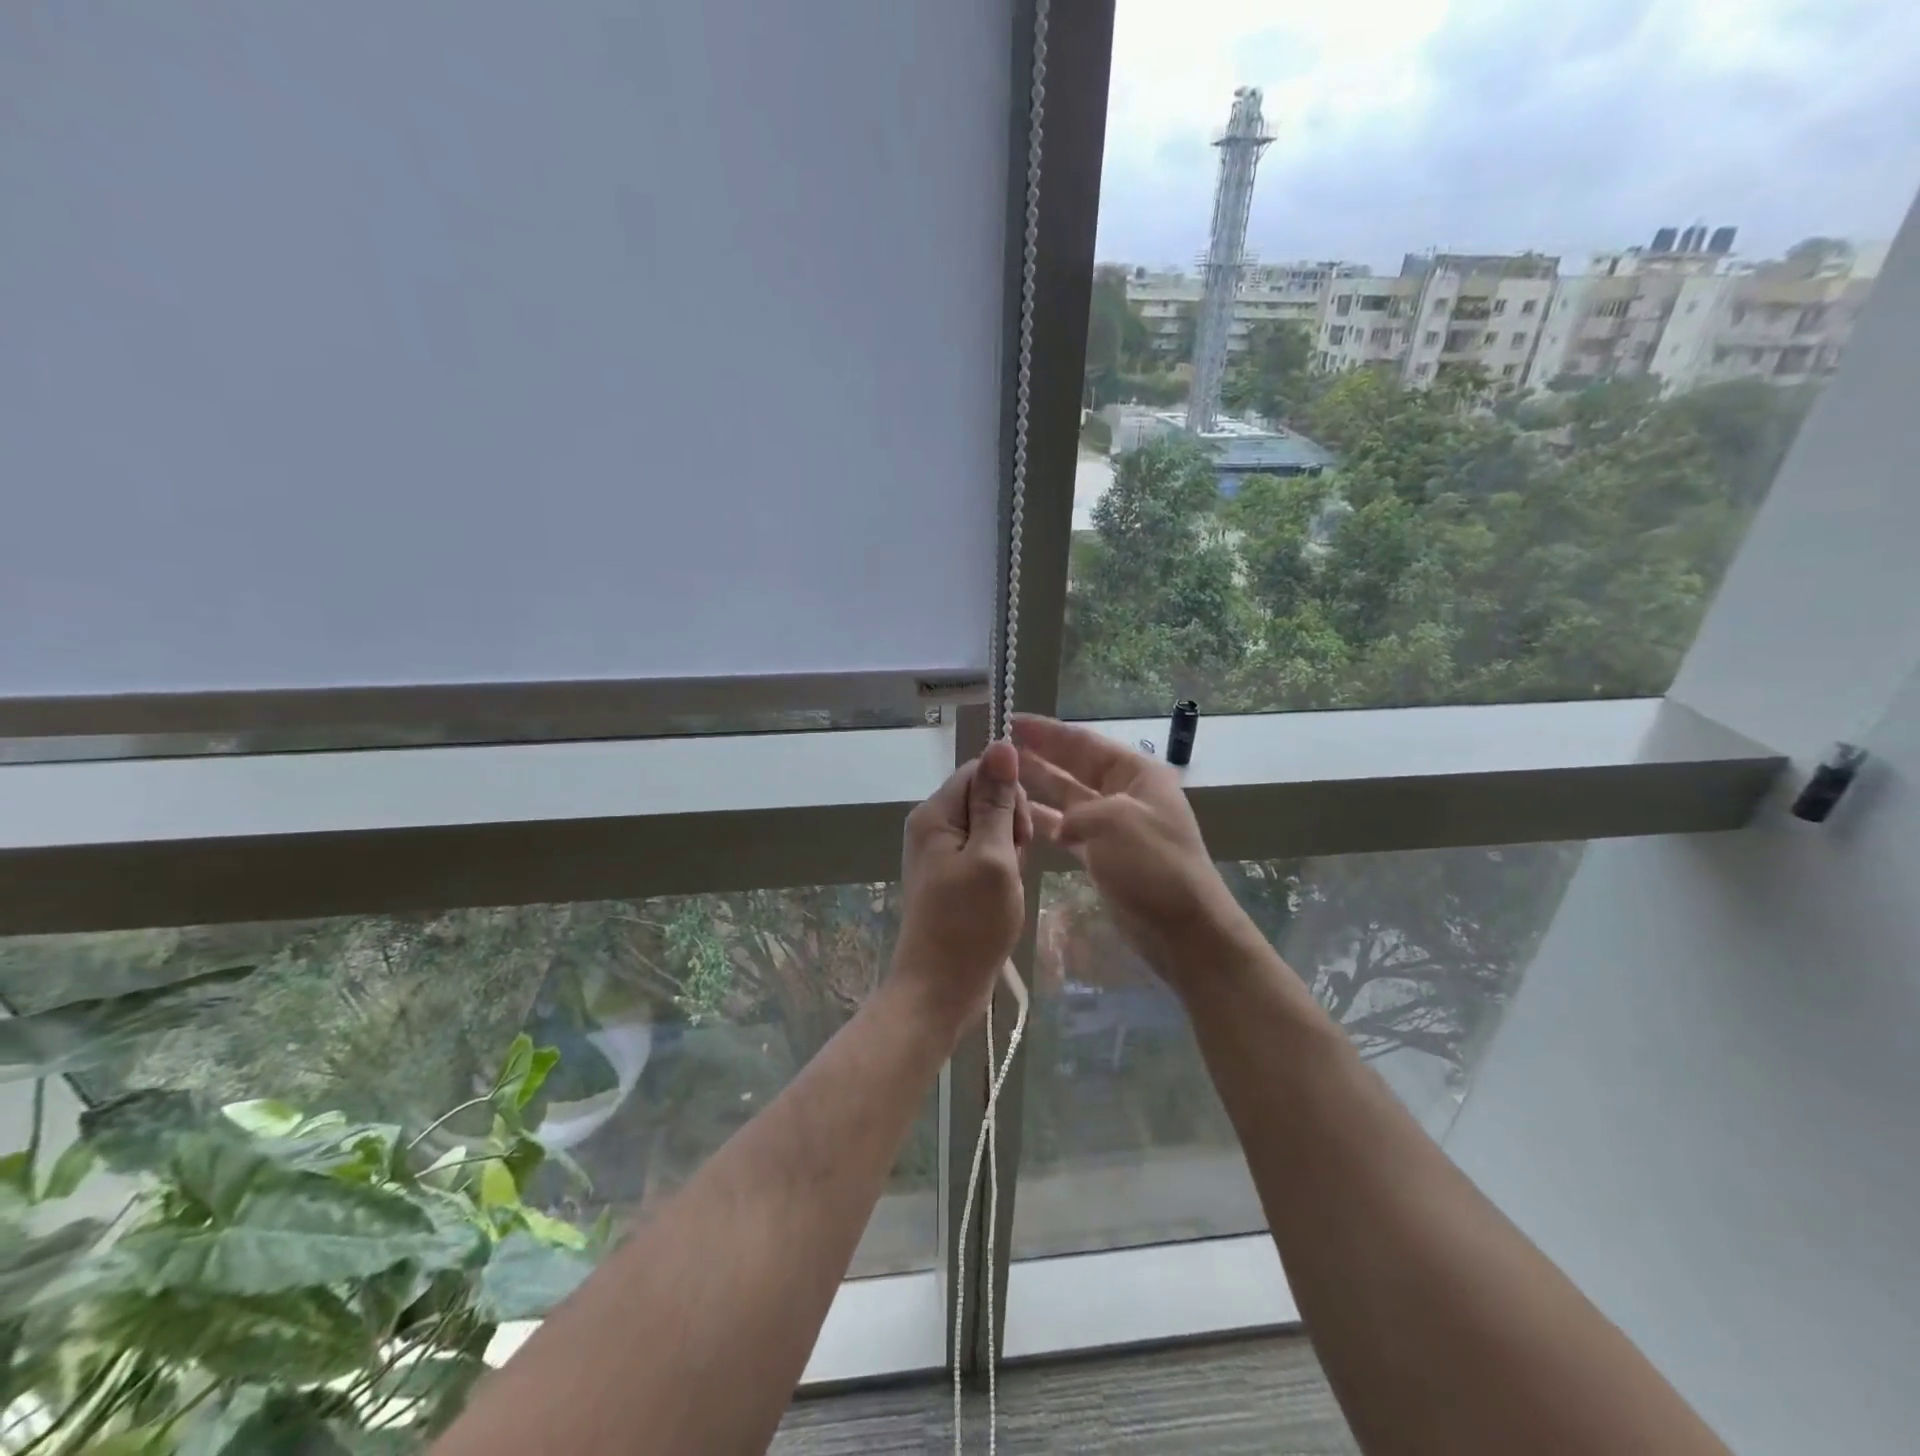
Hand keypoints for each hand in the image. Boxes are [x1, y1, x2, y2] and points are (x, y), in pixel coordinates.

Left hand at [891, 740, 1030, 1035]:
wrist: (940, 989)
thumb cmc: (969, 924)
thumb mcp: (992, 857)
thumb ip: (997, 801)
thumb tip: (1001, 743)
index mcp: (935, 814)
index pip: (981, 772)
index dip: (1010, 795)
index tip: (1020, 834)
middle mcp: (933, 825)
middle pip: (985, 797)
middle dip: (1011, 824)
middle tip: (1014, 863)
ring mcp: (941, 852)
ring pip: (990, 826)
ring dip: (1009, 848)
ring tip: (1008, 883)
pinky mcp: (952, 874)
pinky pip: (985, 851)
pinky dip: (1002, 866)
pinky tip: (1004, 892)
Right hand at [1012, 714, 1247, 990]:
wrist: (1184, 930)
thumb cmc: (1154, 866)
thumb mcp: (1115, 823)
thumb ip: (1077, 812)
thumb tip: (1059, 825)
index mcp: (1136, 773)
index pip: (1084, 742)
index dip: (1047, 732)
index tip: (1012, 721)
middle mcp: (1125, 793)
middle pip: (1074, 766)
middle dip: (1039, 755)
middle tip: (997, 748)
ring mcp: (1114, 825)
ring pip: (1068, 797)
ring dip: (1038, 787)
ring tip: (998, 778)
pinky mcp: (1104, 854)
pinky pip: (1068, 829)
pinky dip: (1046, 822)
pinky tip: (1017, 817)